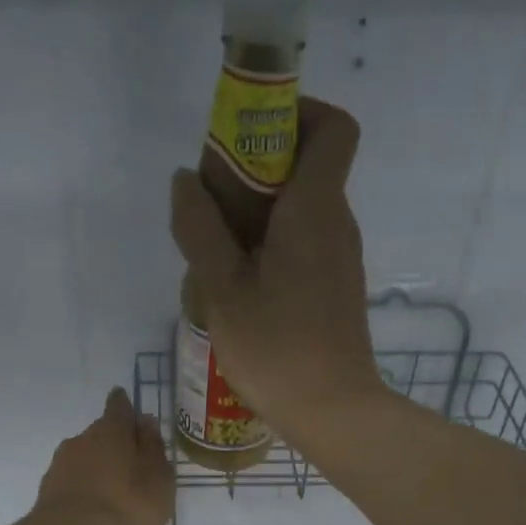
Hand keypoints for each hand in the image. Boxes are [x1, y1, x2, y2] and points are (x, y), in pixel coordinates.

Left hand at [33, 388, 174, 524]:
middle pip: (100, 434)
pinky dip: (84, 489)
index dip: (125, 406)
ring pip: (84, 459)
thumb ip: (153, 449)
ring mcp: (59, 466)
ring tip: (114, 490)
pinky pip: (72, 483)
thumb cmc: (127, 506)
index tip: (127, 405)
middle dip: (114, 443)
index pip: (119, 407)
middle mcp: (81, 440)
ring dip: (98, 468)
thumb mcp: (158, 479)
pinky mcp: (47, 493)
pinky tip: (94, 507)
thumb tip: (145, 421)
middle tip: (131, 461)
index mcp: (111, 430)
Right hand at [169, 97, 382, 439]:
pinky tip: (238, 282)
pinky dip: (272, 244)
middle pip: (308, 165)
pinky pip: (304, 244)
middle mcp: (337, 224)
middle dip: (257, 166)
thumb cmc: (277, 349)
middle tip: (209, 200)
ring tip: (214, 248)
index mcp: (316, 209)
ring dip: (259, 212)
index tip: (247, 135)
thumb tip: (184, 181)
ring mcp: (340, 259)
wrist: (333, 412)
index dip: (295, 112)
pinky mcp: (335, 289)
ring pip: (302, 209)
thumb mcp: (223, 289)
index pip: (333, 126)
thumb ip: (200, 229)